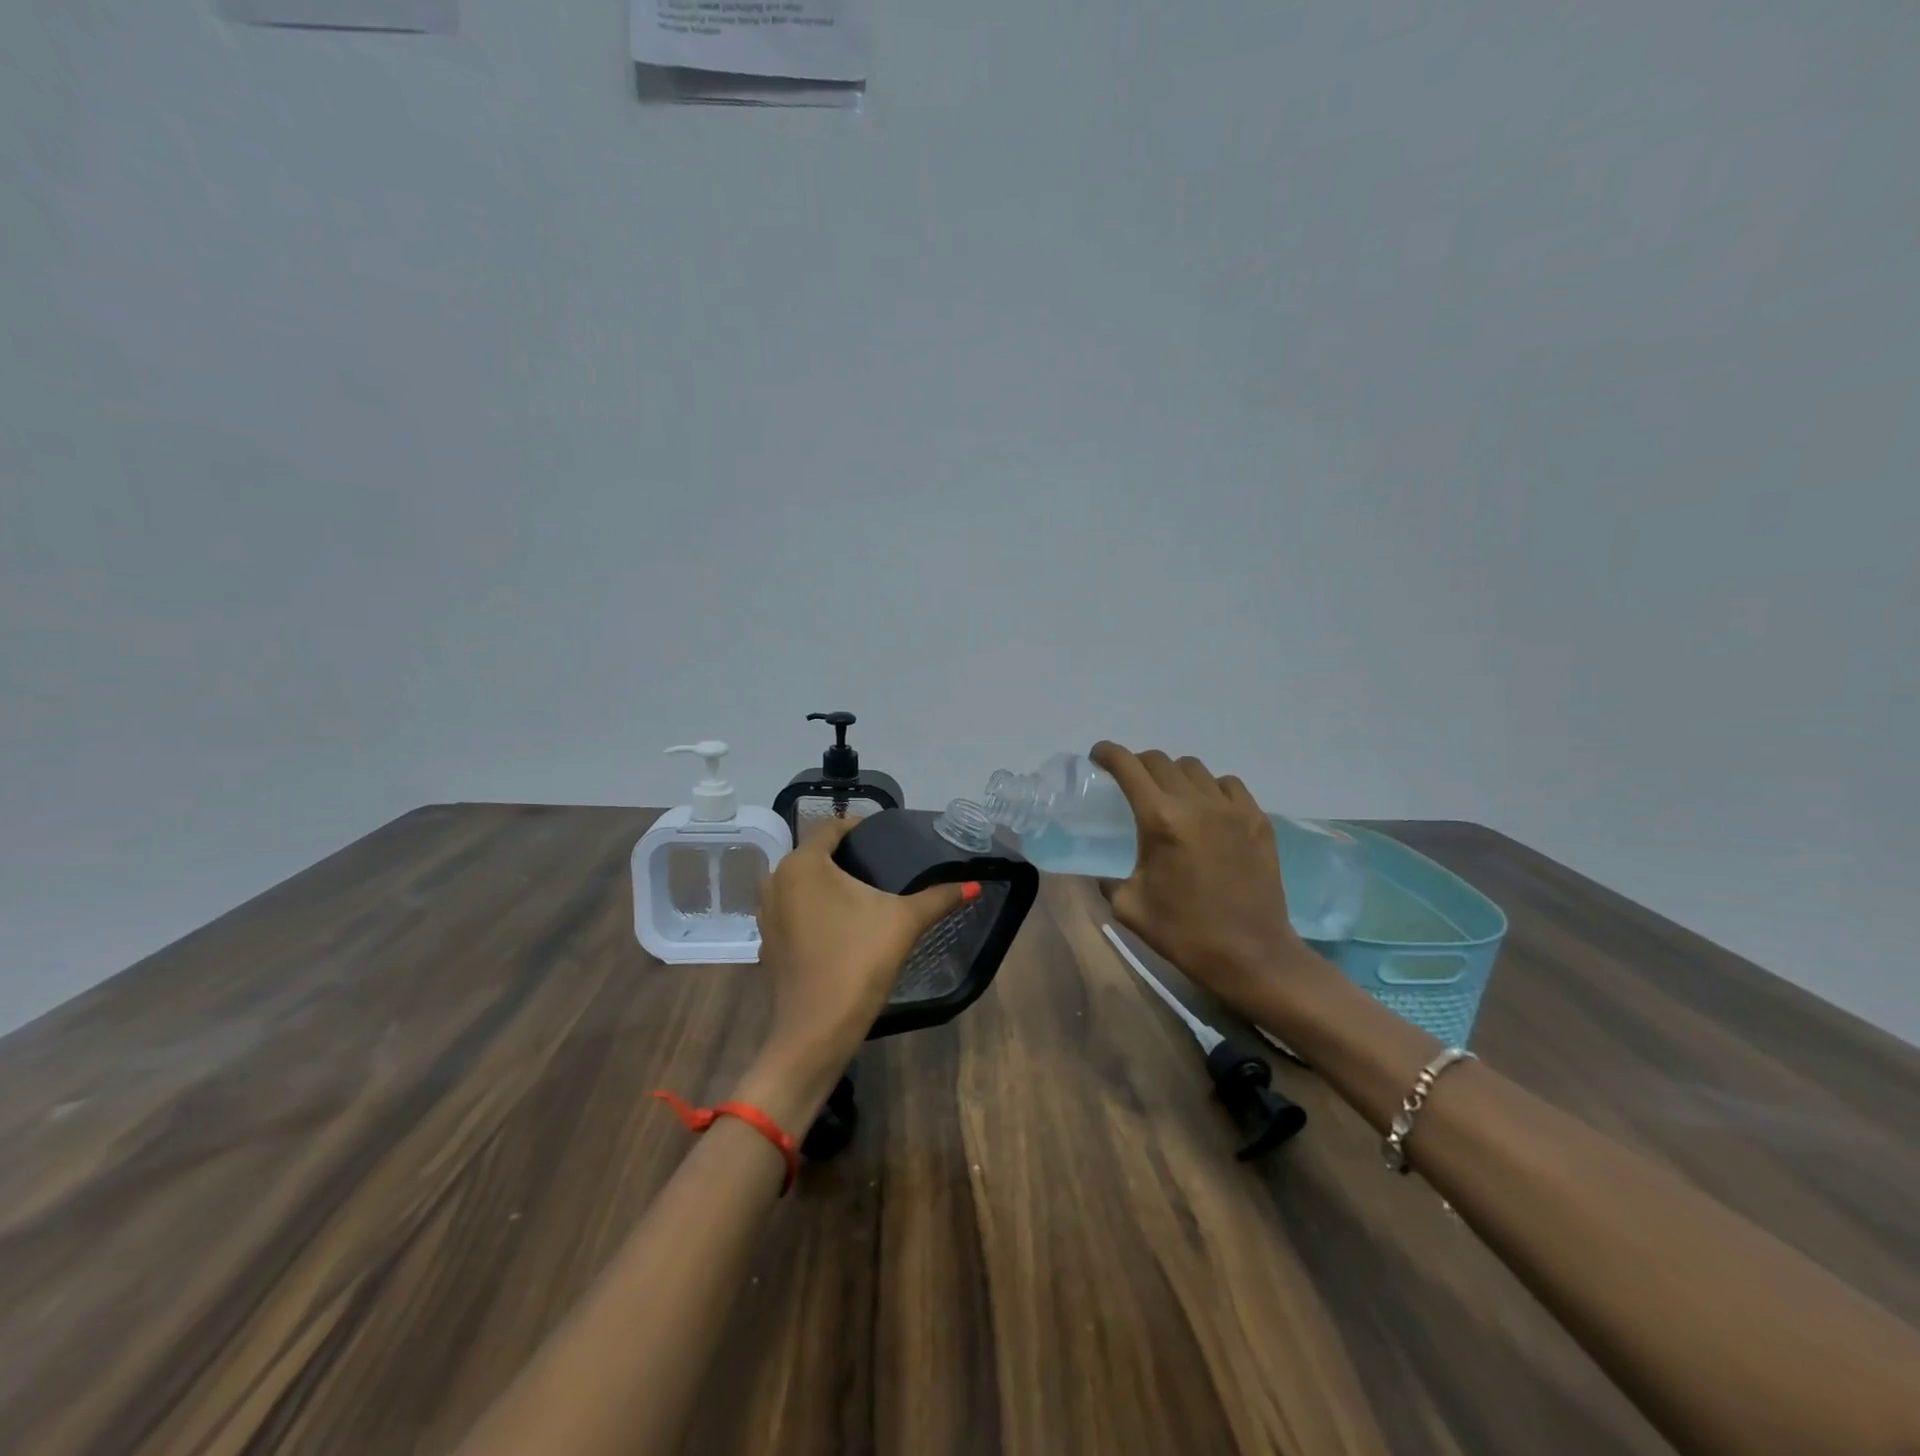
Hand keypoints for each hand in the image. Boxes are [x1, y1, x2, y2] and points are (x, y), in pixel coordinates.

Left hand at [740, 816, 969, 1126]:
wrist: (816, 1032)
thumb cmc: (858, 962)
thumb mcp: (904, 922)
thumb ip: (938, 897)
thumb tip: (974, 884)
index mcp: (802, 864)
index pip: (830, 827)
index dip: (859, 826)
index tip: (886, 836)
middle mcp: (776, 881)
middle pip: (814, 854)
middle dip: (845, 856)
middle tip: (881, 864)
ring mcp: (767, 914)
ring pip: (801, 884)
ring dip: (828, 883)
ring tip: (864, 893)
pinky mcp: (768, 943)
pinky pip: (794, 911)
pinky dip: (815, 909)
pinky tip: (841, 925)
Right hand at [1091, 742, 1317, 1016]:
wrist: (1251, 955)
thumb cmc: (1183, 933)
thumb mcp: (1128, 906)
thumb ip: (1108, 878)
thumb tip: (1103, 869)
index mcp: (1161, 820)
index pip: (1129, 767)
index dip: (1109, 754)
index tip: (1099, 756)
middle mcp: (1197, 803)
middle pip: (1160, 761)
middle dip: (1138, 765)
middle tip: (1130, 782)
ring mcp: (1232, 809)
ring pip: (1196, 769)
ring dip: (1175, 775)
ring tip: (1171, 797)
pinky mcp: (1258, 821)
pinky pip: (1229, 786)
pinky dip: (1211, 789)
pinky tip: (1208, 811)